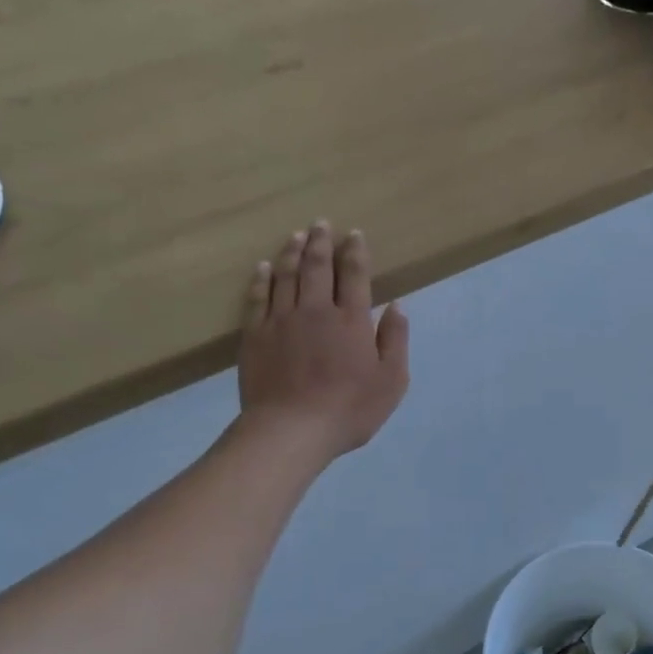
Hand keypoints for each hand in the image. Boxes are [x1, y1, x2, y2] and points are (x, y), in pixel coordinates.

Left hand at [240, 222, 409, 460]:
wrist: (291, 430)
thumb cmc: (349, 409)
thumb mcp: (391, 381)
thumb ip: (395, 340)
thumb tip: (397, 306)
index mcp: (352, 320)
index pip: (355, 274)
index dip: (355, 251)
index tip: (355, 234)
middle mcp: (316, 310)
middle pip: (318, 266)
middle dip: (321, 242)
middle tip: (322, 223)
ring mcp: (282, 320)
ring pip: (286, 275)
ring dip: (292, 252)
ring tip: (297, 235)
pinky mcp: (255, 335)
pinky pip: (257, 297)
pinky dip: (260, 278)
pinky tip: (262, 267)